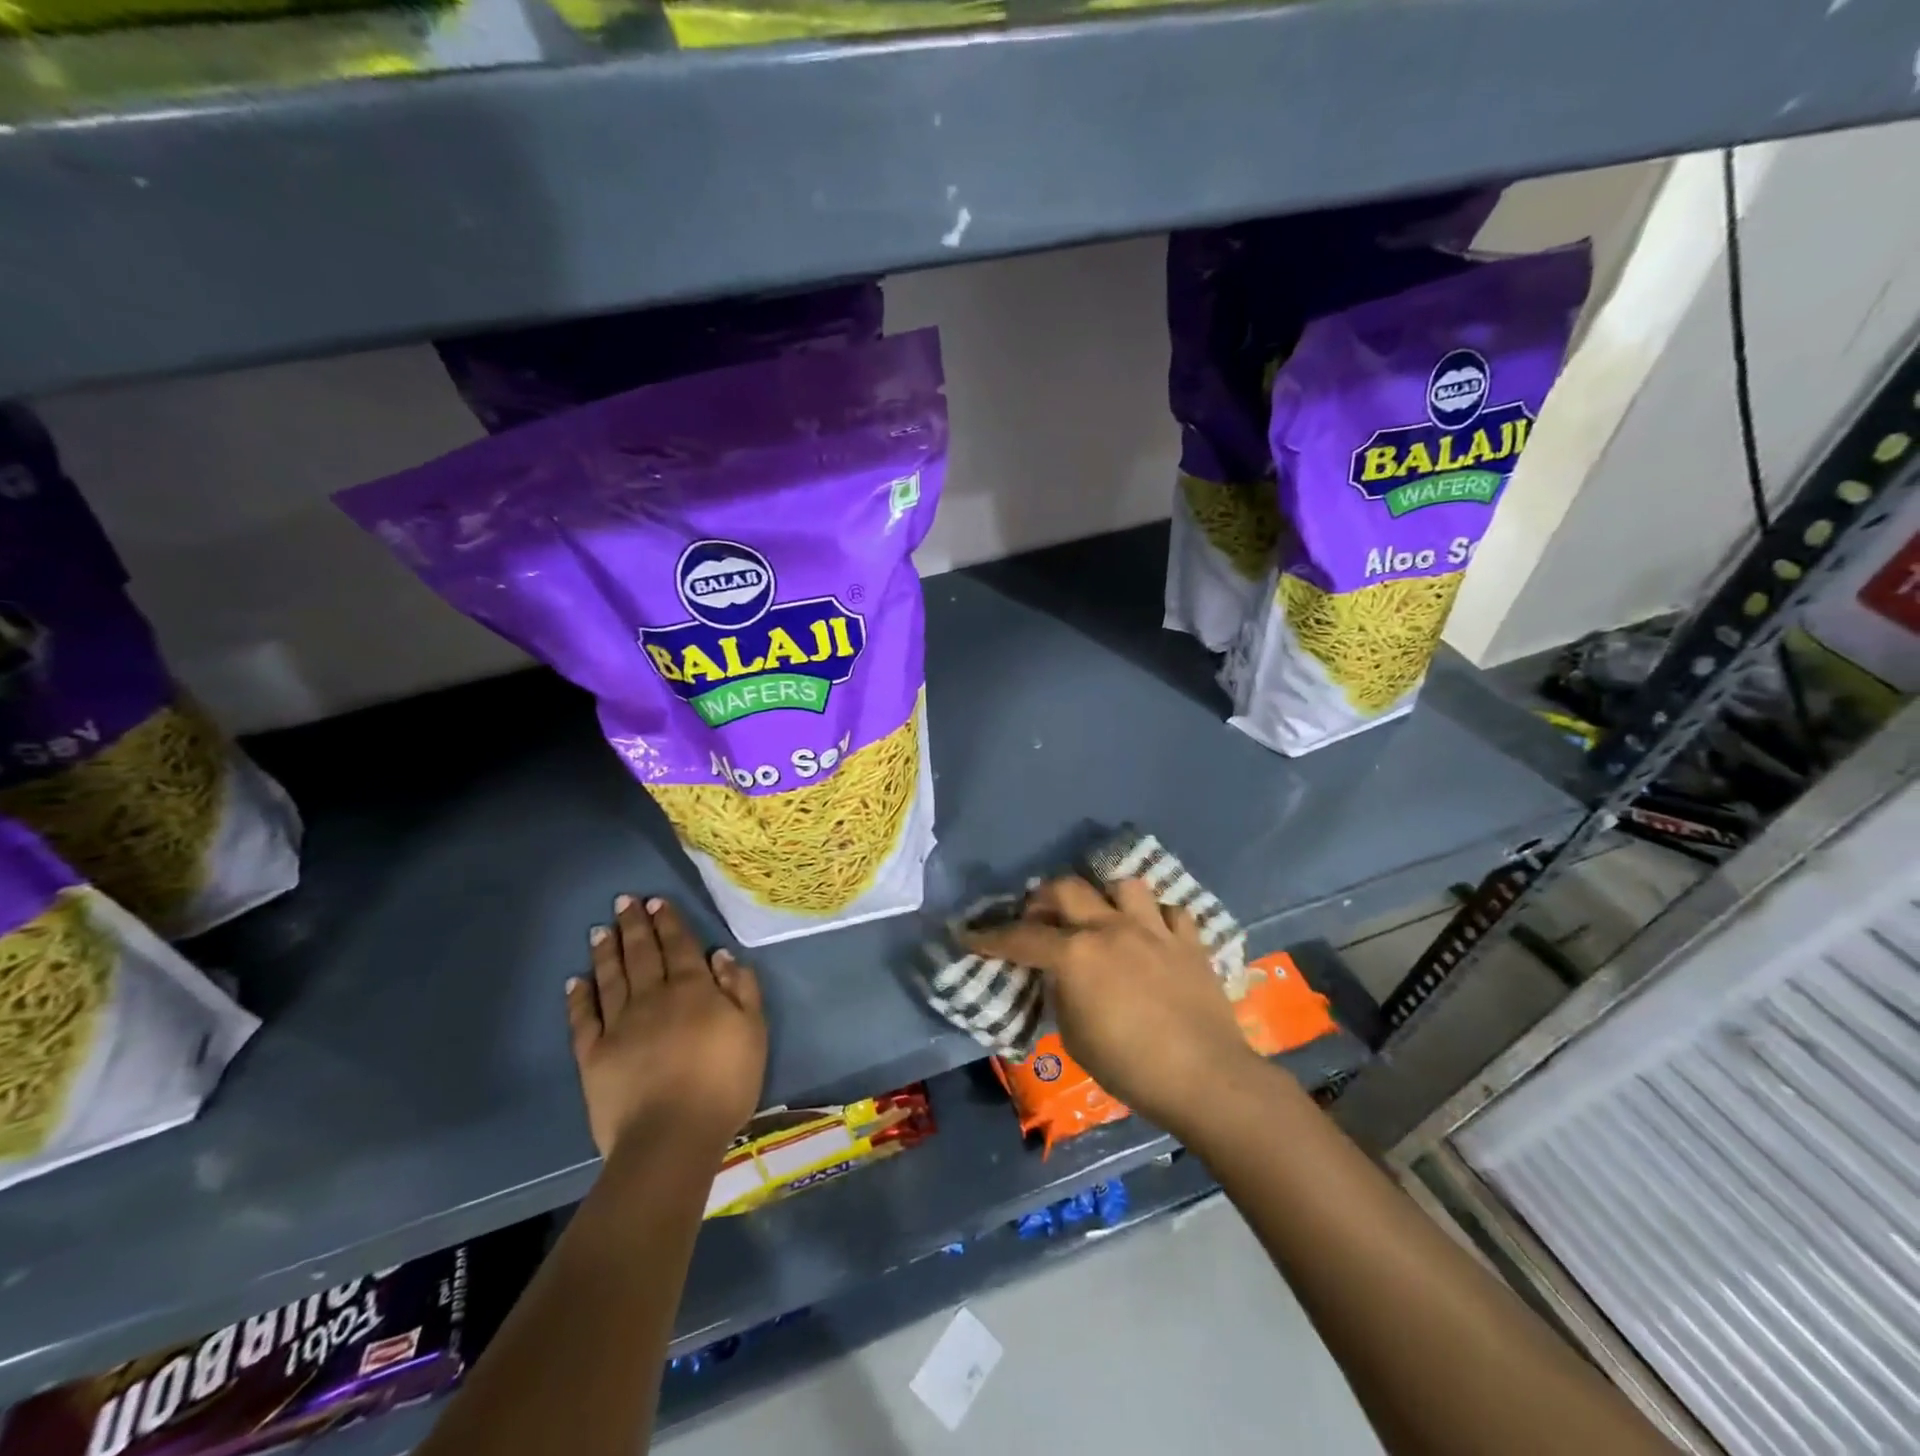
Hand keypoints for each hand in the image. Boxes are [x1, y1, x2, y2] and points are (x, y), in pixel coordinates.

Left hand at [567, 895, 766, 1161]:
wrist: (671, 1137)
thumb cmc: (723, 1083)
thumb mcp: (753, 1031)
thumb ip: (740, 989)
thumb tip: (720, 954)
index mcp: (693, 989)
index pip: (679, 946)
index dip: (668, 922)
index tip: (656, 901)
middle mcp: (653, 997)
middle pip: (642, 954)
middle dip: (634, 925)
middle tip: (624, 901)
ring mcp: (619, 1025)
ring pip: (611, 977)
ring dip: (606, 951)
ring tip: (600, 929)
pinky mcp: (593, 1055)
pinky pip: (584, 1018)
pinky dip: (579, 997)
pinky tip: (576, 980)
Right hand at [962, 875, 1260, 1134]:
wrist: (1205, 1078)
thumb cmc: (1130, 1068)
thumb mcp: (1076, 1037)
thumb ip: (1062, 995)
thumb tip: (1060, 977)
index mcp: (1076, 954)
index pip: (1021, 937)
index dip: (989, 937)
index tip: (968, 935)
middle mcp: (1111, 928)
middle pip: (1067, 888)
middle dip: (1042, 898)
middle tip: (1038, 918)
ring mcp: (1153, 930)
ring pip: (1123, 885)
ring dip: (1105, 897)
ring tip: (1102, 918)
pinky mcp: (1189, 942)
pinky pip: (1170, 912)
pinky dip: (1156, 919)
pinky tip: (1152, 936)